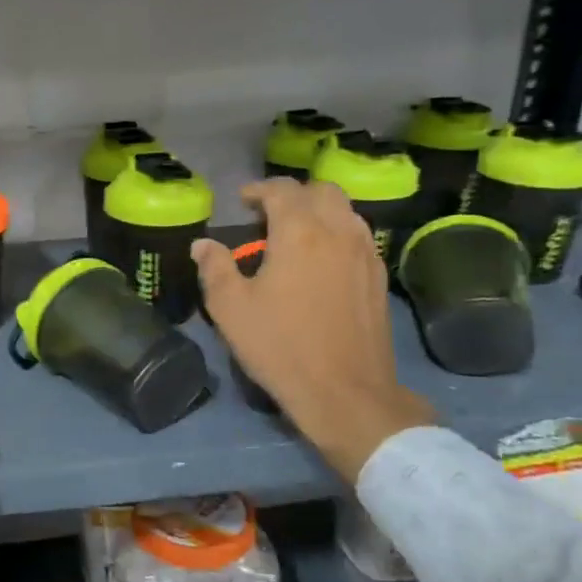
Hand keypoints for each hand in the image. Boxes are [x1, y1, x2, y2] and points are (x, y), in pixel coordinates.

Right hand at [193, 179, 433, 483]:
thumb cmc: (281, 346)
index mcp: (300, 233)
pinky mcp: (378, 277)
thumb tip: (203, 245)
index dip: (259, 190)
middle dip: (293, 195)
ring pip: (346, 210)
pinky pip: (358, 236)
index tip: (243, 202)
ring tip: (296, 234)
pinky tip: (322, 260)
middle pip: (321, 191)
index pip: (282, 190)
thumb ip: (215, 268)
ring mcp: (364, 254)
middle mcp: (338, 232)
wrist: (345, 392)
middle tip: (269, 215)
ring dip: (319, 211)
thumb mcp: (230, 309)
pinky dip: (338, 233)